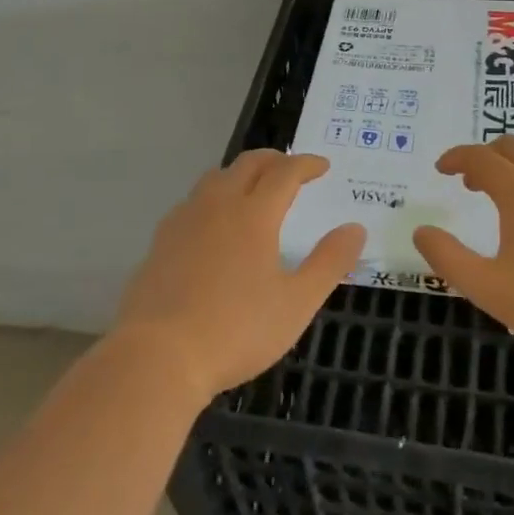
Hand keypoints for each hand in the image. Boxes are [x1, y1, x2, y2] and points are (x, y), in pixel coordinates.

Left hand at [115, 150, 366, 402]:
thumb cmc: (236, 330)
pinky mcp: (160, 240)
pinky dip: (213, 198)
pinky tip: (213, 224)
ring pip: (215, 177)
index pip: (285, 173)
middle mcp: (218, 205)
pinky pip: (192, 202)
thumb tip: (355, 229)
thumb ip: (329, 262)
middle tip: (291, 168)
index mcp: (254, 214)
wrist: (158, 355)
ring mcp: (184, 220)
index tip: (323, 166)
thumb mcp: (296, 303)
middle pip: (247, 164)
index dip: (306, 164)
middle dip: (274, 159)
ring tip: (253, 189)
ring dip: (240, 173)